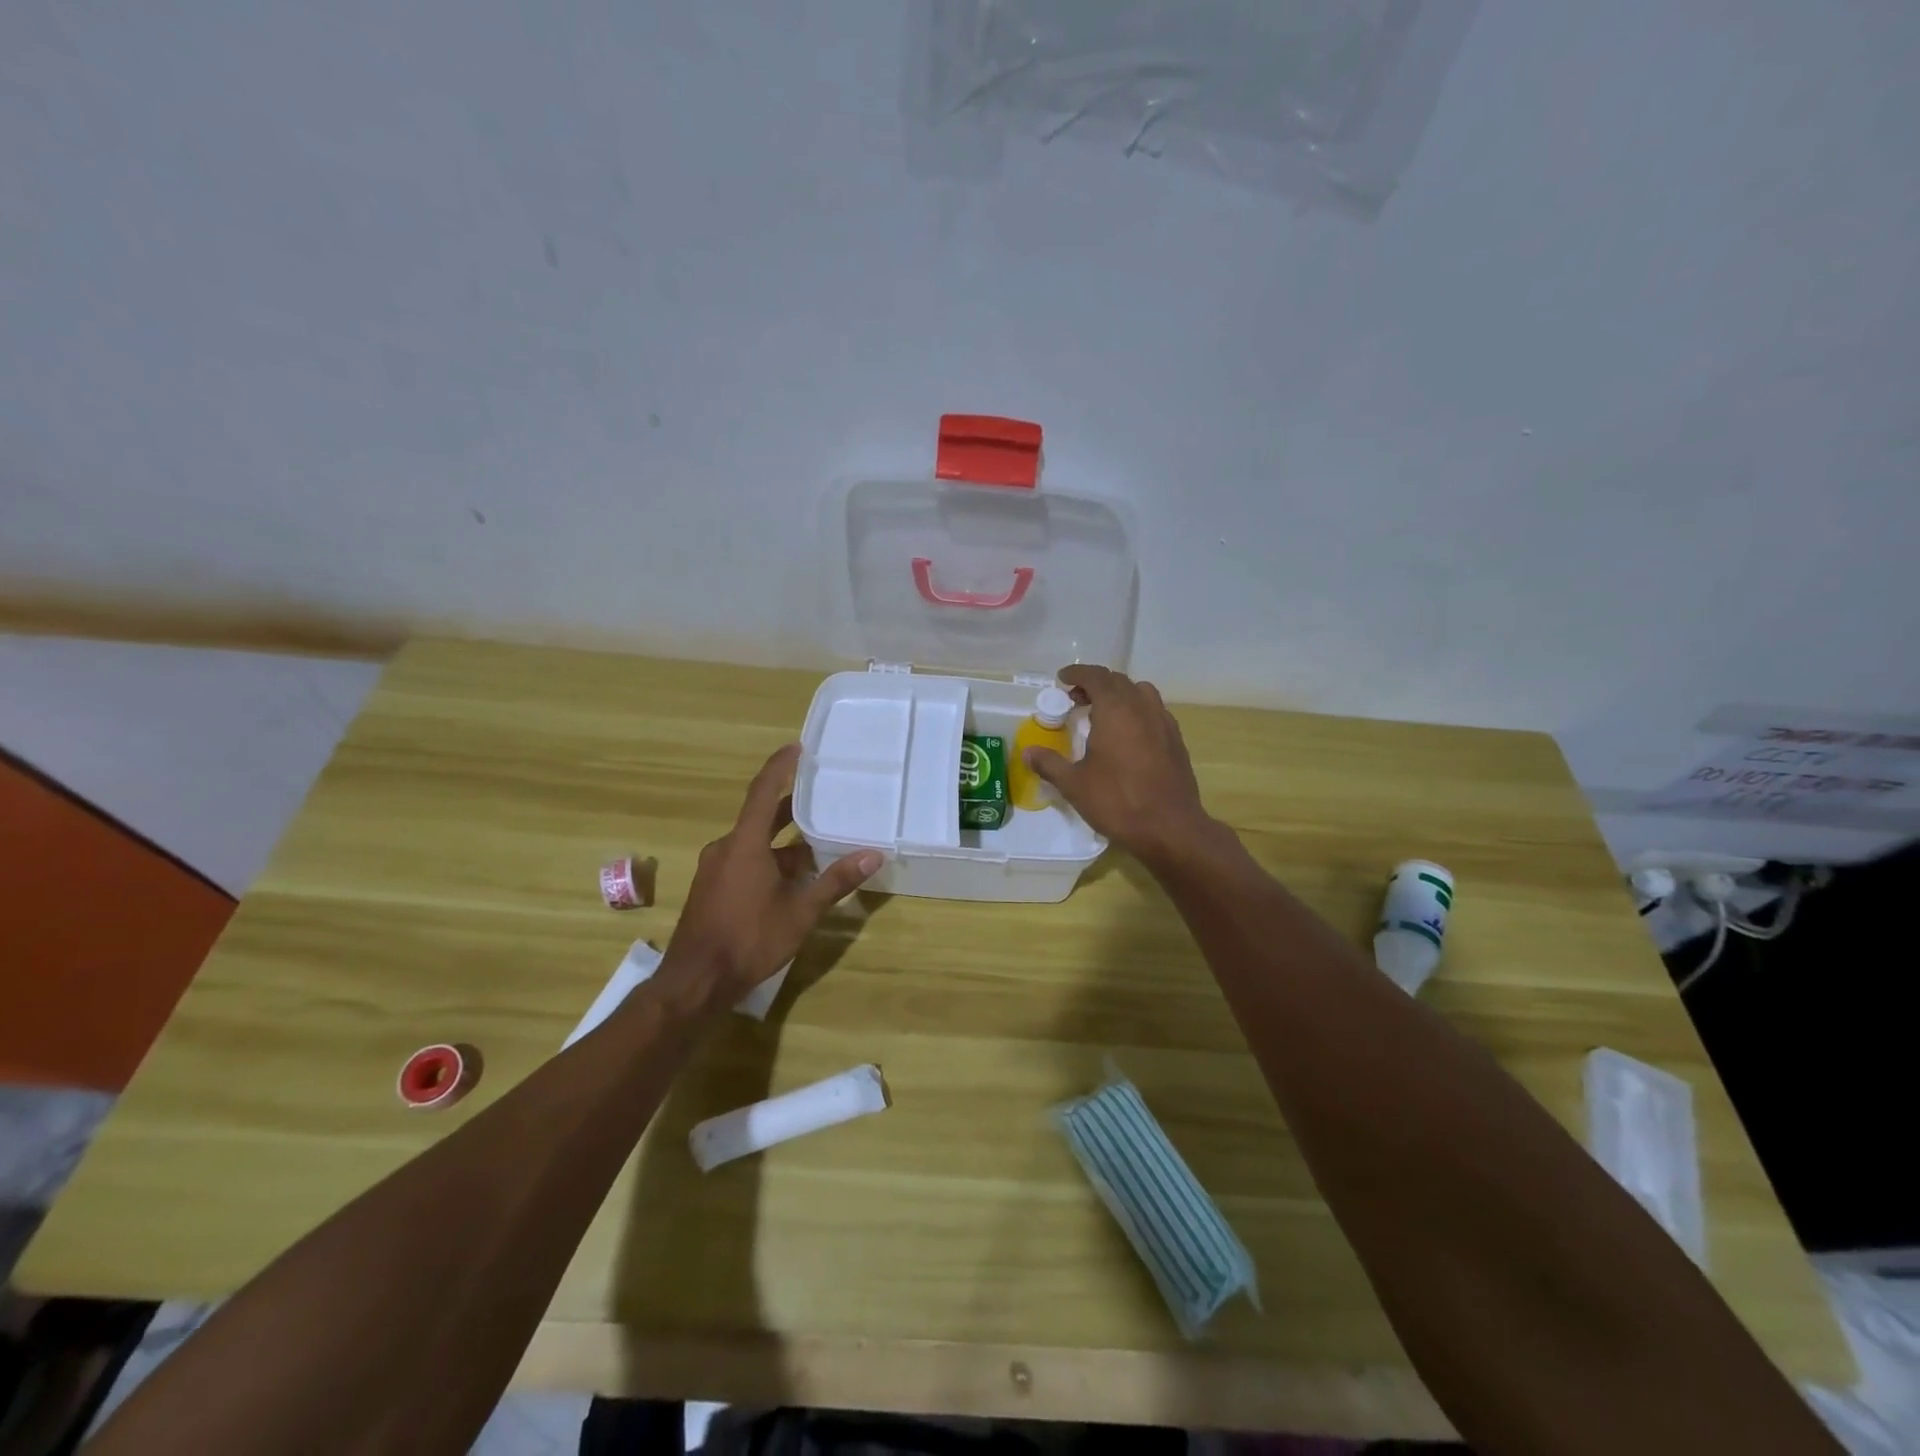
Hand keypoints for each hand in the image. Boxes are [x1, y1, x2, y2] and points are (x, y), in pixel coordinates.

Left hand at [658, 744, 880, 1013]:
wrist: (695, 981)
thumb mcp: (800, 912)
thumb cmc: (749, 940)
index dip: (780, 767)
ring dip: (783, 841)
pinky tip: (793, 877)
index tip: (798, 747)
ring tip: (818, 841)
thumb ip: (835, 882)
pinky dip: (769, 859)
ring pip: (754, 843)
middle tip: (820, 793)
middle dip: (790, 806)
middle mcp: (726, 848)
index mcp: (744, 844)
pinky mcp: (712, 888)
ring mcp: (716, 869)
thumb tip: (873, 855)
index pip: (763, 791)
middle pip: (760, 816)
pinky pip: (744, 860)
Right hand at [1023, 664, 1216, 868]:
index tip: (1062, 679)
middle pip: (1119, 681)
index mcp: (1116, 710)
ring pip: (1141, 693)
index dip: (1077, 674)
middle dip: (1096, 684)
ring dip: (1120, 695)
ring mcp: (1164, 723)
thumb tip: (1029, 752)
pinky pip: (1155, 712)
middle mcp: (1142, 708)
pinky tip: (1128, 735)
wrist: (1170, 828)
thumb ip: (1050, 764)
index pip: (1096, 677)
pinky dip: (1137, 712)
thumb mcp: (1075, 785)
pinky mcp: (1176, 741)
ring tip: (1104, 713)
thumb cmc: (1118, 802)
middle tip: (1076, 700)